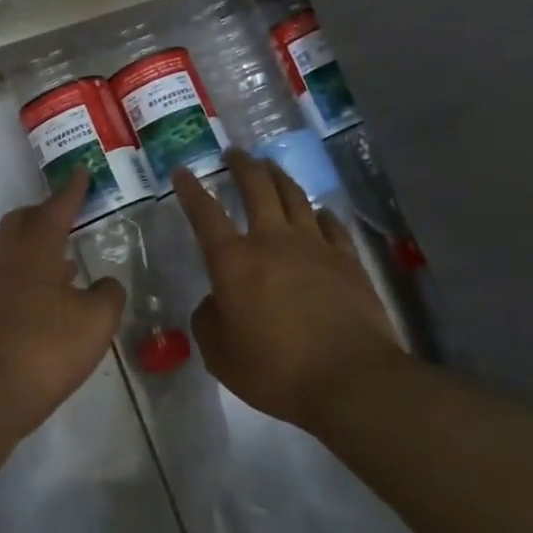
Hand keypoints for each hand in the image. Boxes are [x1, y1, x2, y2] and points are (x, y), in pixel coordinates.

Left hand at [0, 172, 127, 433]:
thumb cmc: (46, 347)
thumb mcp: (96, 321)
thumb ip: (108, 295)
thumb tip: (106, 285)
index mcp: (36, 249)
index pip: (56, 208)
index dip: (71, 190)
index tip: (81, 171)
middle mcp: (9, 260)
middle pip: (21, 221)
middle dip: (45, 212)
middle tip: (69, 214)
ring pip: (15, 251)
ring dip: (40, 246)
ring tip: (69, 257)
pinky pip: (13, 278)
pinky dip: (34, 276)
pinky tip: (54, 298)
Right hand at [174, 151, 401, 426]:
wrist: (350, 379)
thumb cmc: (275, 370)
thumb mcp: (220, 355)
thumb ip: (208, 321)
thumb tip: (214, 302)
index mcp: (234, 262)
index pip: (205, 214)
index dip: (191, 190)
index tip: (182, 171)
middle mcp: (273, 241)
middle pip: (256, 188)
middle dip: (242, 166)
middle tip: (234, 153)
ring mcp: (315, 246)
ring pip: (294, 196)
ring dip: (278, 177)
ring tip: (269, 166)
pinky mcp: (347, 260)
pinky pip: (331, 225)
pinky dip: (319, 213)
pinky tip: (317, 211)